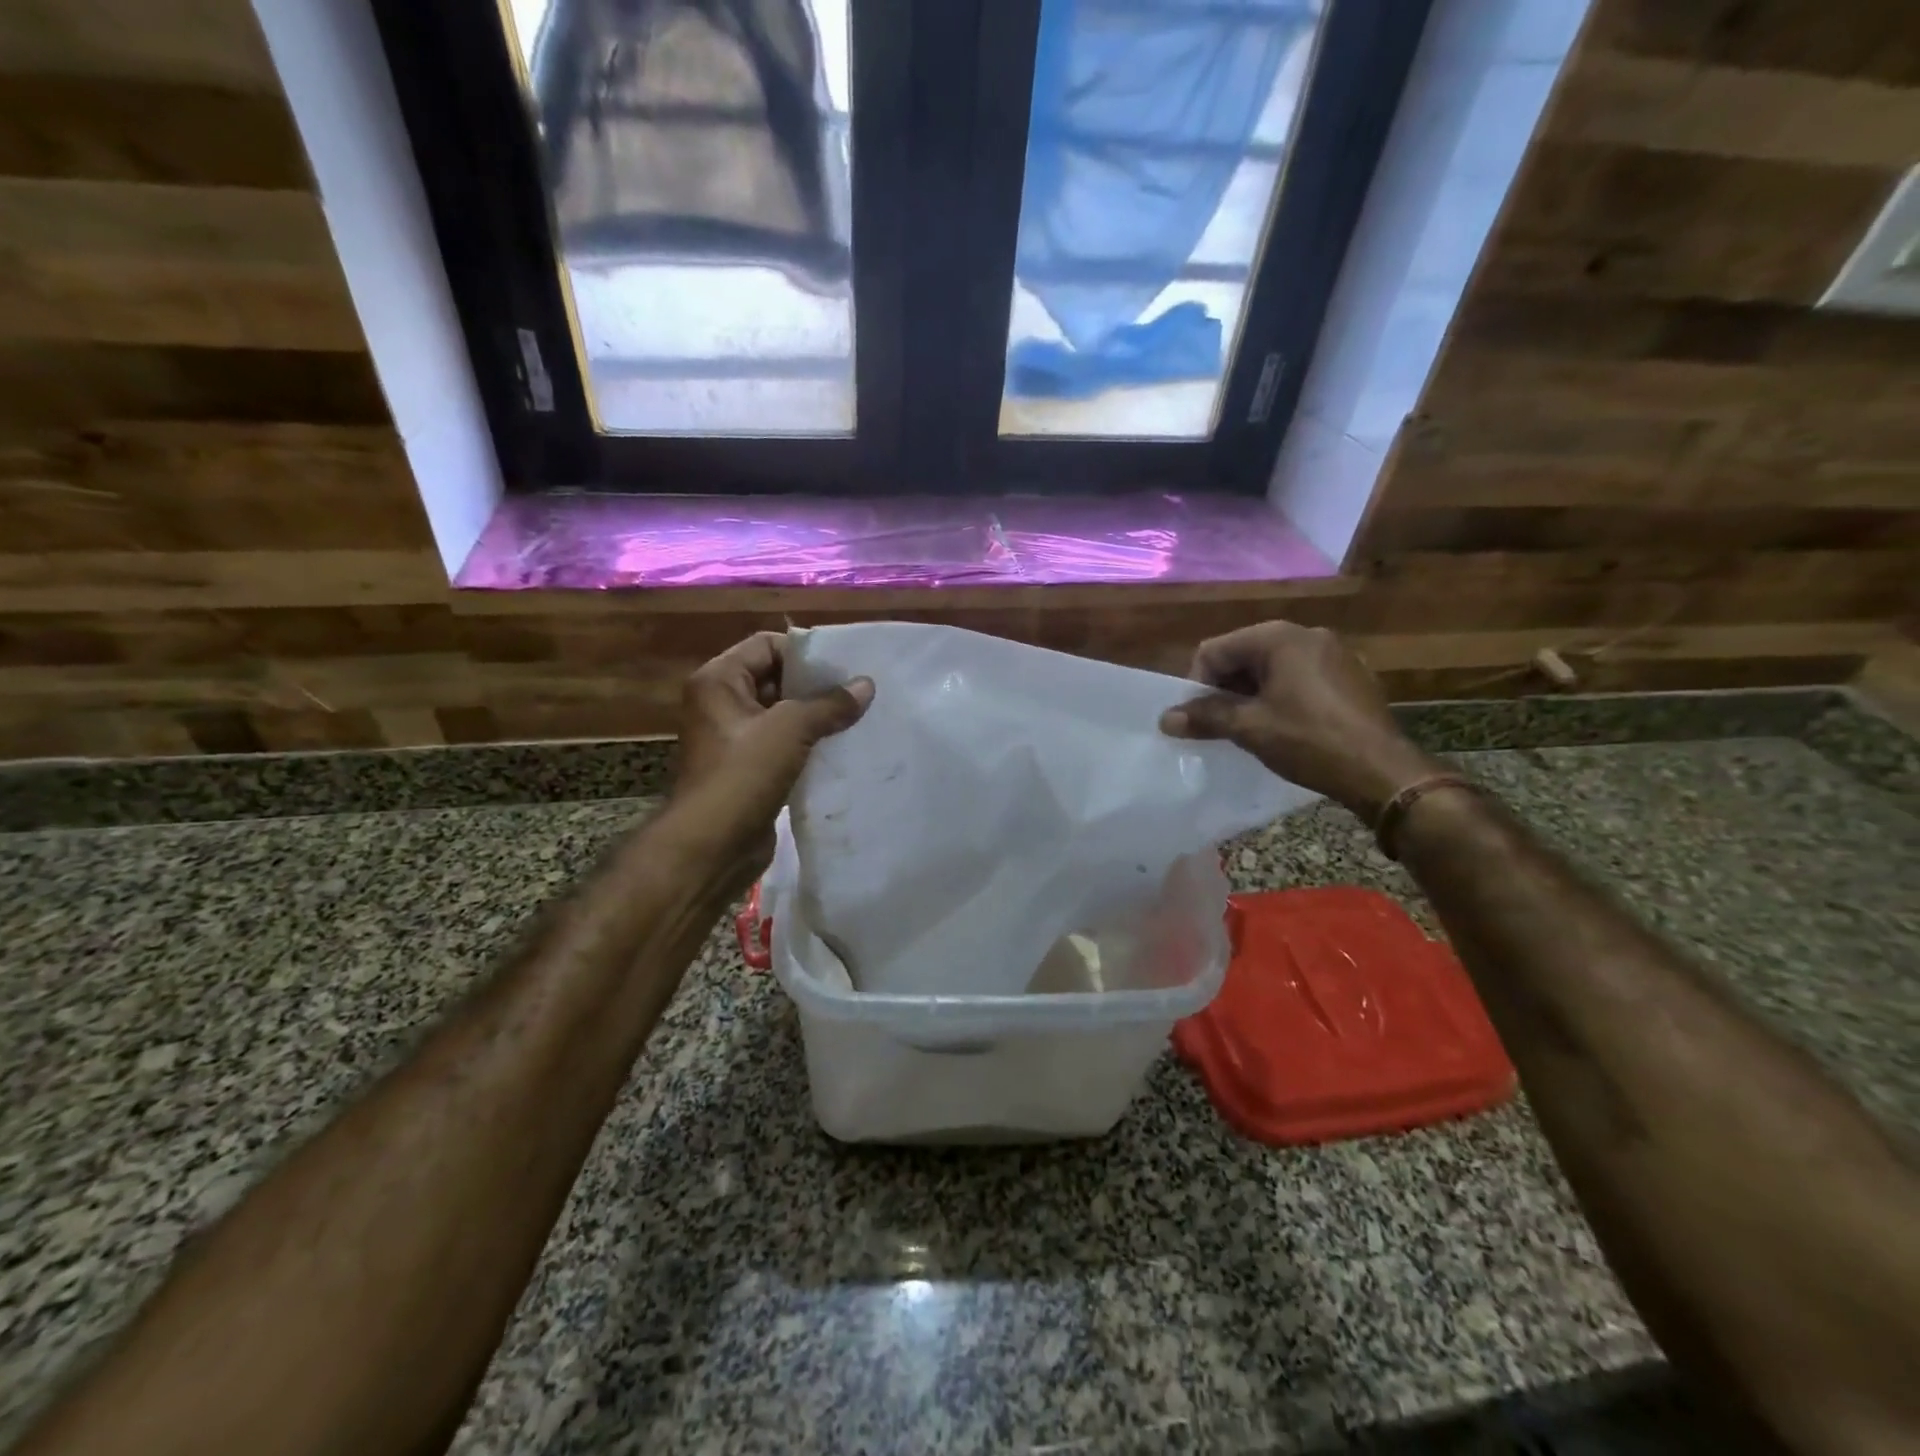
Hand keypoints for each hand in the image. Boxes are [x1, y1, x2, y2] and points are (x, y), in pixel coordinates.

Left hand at [665, 632, 872, 888]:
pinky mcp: (751, 769)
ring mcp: (736, 739)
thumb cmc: (743, 774)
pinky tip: (843, 747)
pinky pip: (785, 745)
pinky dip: (811, 744)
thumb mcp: (790, 729)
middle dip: (816, 685)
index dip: (805, 651)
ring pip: (783, 715)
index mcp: (719, 681)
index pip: (766, 645)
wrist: (712, 846)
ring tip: (859, 716)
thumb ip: (829, 704)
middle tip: (860, 689)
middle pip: (776, 678)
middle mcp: (723, 704)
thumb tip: (866, 685)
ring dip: (817, 716)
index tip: (846, 663)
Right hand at [1159, 621, 1440, 819]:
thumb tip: (1165, 719)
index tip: (1200, 719)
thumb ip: (1205, 717)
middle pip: (1243, 655)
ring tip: (1249, 729)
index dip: (1198, 685)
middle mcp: (1307, 634)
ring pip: (1271, 668)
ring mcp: (1334, 653)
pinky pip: (1300, 678)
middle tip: (1221, 726)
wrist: (1383, 771)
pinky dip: (1280, 697)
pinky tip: (1284, 727)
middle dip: (1225, 689)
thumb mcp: (1249, 728)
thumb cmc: (1309, 741)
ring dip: (1251, 695)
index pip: (1215, 650)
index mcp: (1279, 637)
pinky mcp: (1350, 675)